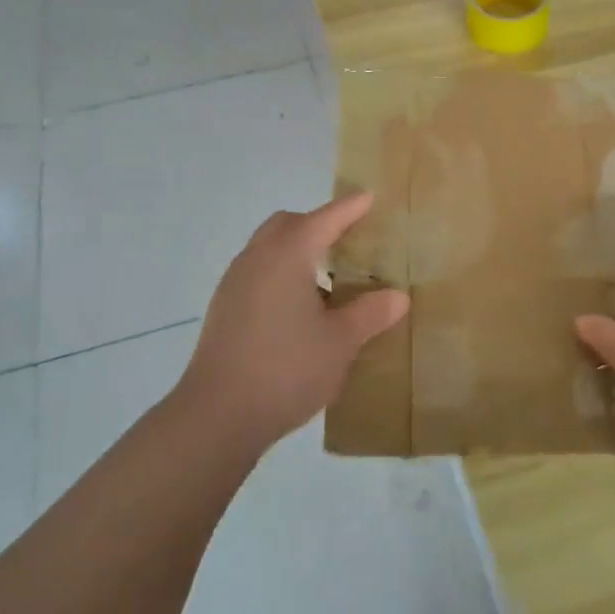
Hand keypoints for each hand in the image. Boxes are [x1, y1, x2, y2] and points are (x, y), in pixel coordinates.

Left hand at [177, 192, 409, 451]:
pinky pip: (258, 272)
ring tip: (328, 280)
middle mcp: (257, 259)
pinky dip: (281, 273)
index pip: (324, 219)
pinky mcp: (224, 308)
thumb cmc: (286, 369)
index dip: (349, 208)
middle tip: (349, 240)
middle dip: (318, 224)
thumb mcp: (340, 343)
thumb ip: (370, 314)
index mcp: (287, 256)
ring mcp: (235, 283)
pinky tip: (299, 310)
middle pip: (289, 224)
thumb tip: (397, 296)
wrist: (217, 416)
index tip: (369, 197)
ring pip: (268, 248)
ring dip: (297, 250)